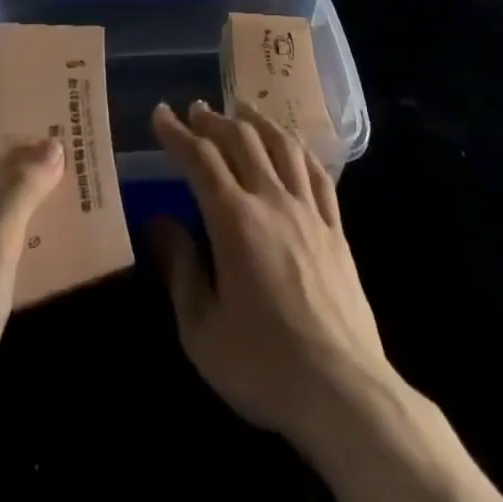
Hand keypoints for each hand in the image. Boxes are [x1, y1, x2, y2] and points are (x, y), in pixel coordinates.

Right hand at [148, 100, 389, 443]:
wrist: (343, 393)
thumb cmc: (263, 365)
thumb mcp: (201, 330)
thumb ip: (180, 269)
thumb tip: (159, 222)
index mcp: (235, 220)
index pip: (200, 159)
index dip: (177, 133)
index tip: (160, 113)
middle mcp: (272, 200)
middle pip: (242, 140)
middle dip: (214, 120)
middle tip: (196, 110)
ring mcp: (310, 211)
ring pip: (282, 145)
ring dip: (257, 120)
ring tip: (241, 108)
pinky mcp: (336, 228)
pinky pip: (318, 172)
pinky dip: (298, 148)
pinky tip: (291, 144)